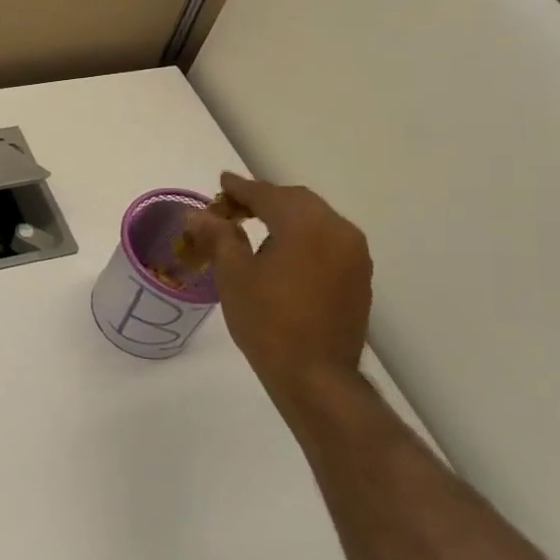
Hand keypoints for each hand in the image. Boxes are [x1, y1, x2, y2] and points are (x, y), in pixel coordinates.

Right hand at [183, 172, 372, 390]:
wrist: (316, 376)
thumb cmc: (268, 323)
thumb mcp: (233, 276)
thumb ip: (219, 236)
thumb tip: (200, 215)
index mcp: (307, 225)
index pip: (269, 194)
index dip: (241, 188)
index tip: (222, 182)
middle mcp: (339, 230)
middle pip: (297, 201)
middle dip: (264, 200)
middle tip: (233, 207)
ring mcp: (354, 255)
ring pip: (316, 220)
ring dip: (286, 217)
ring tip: (255, 228)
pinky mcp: (359, 277)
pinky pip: (328, 242)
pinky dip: (303, 237)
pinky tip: (283, 253)